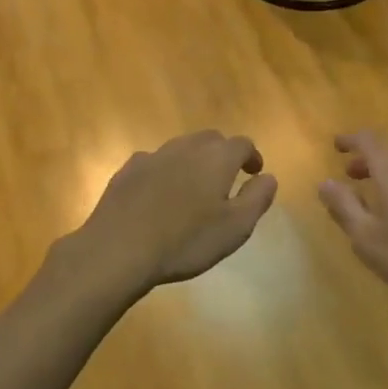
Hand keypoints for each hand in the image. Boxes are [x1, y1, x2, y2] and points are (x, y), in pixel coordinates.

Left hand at [74, 131, 277, 290]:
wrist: (119, 249)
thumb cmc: (186, 241)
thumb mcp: (236, 227)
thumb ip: (257, 198)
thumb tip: (268, 177)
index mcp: (216, 158)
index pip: (242, 144)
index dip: (251, 156)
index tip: (254, 172)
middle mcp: (185, 148)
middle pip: (210, 139)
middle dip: (223, 153)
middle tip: (227, 176)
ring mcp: (152, 157)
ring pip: (180, 148)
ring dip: (193, 160)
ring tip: (194, 186)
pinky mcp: (126, 171)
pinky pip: (154, 163)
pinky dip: (165, 171)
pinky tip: (160, 193)